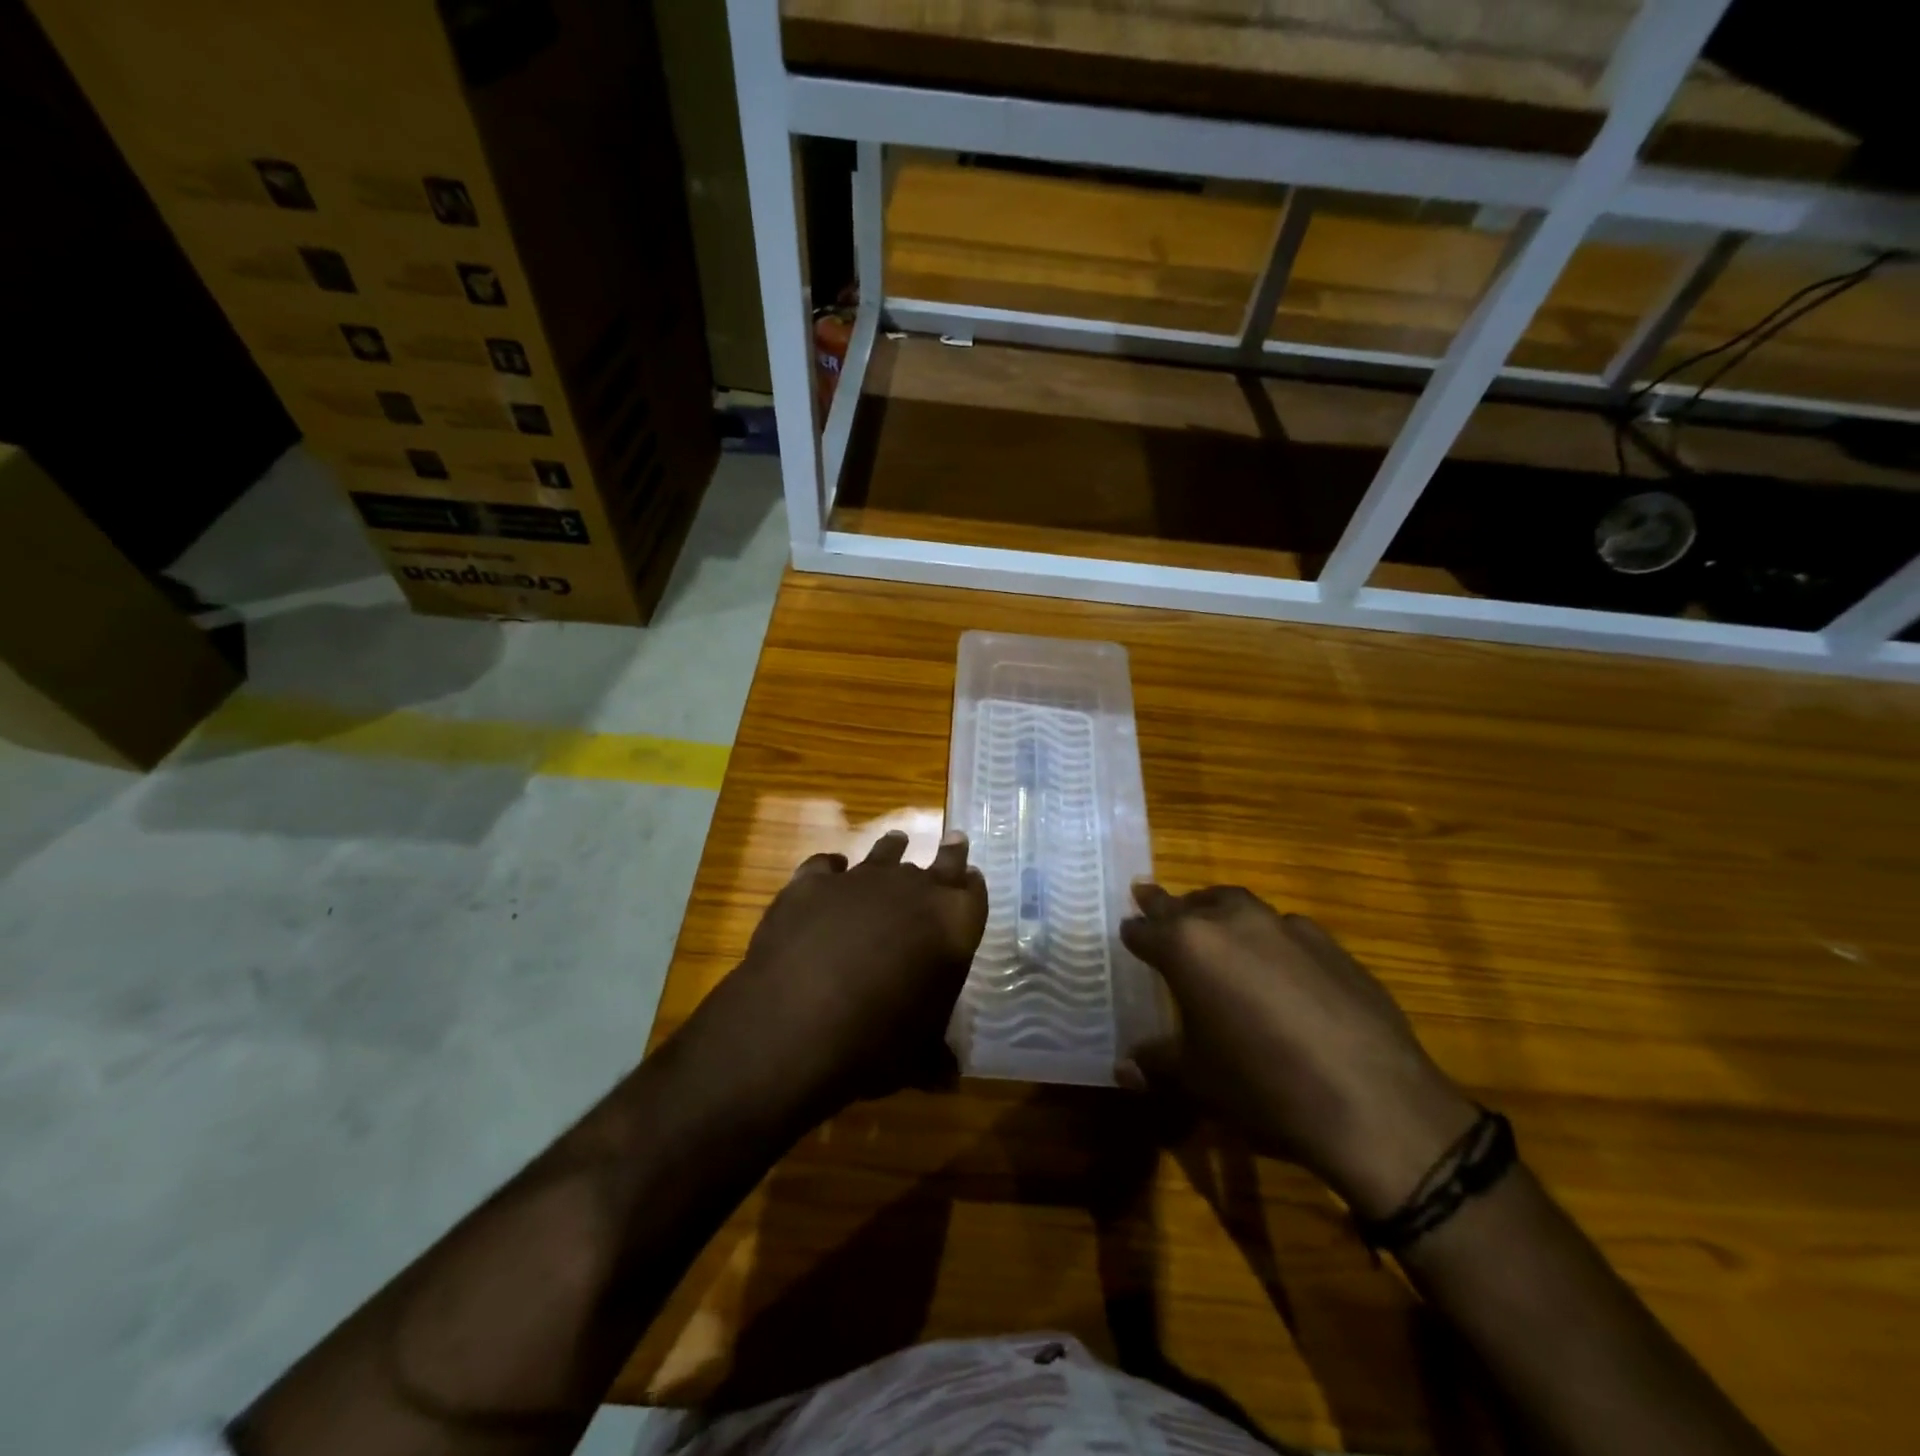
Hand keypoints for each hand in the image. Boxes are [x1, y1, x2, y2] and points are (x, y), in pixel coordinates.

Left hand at [675, 829, 987, 1126]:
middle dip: (949, 853)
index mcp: (951, 924)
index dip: (972, 885)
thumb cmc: (876, 1043)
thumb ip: (935, 1058)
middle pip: (939, 862)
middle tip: (956, 839)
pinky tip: (830, 870)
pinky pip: (826, 866)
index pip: (973, 893)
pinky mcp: (811, 883)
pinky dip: (831, 868)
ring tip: (897, 840)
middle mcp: (911, 890)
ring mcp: (859, 880)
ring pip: (883, 854)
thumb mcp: (916, 1059)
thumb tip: (949, 1079)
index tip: (972, 875)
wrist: (797, 1022)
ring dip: (892, 849)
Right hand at [1120, 884, 1476, 1220]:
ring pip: (1237, 905)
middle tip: (1158, 910)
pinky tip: (1279, 970)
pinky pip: (1284, 929)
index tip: (1128, 936)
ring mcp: (1285, 926)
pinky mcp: (1330, 942)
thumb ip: (1155, 1065)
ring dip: (1218, 913)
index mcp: (1189, 946)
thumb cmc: (1264, 1089)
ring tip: (1215, 933)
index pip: (1146, 929)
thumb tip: (1124, 1067)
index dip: (1134, 934)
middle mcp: (1232, 921)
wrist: (1376, 1105)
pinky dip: (1268, 939)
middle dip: (1170, 909)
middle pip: (1189, 903)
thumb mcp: (1197, 1082)